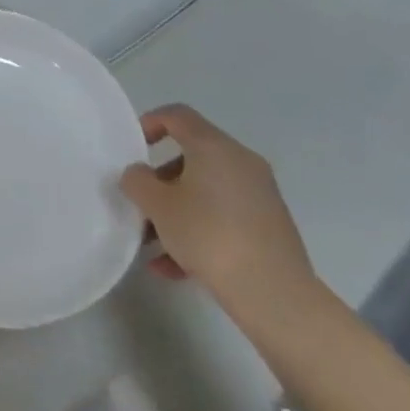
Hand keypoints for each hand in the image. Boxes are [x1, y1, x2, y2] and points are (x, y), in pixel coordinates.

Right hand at [121, 105, 315, 314]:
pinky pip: (225, 218)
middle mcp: (241, 162)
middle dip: (162, 180)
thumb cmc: (209, 235)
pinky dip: (200, 232)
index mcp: (214, 146)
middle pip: (192, 157)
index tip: (134, 147)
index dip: (151, 122)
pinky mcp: (271, 228)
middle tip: (142, 203)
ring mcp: (260, 195)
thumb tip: (138, 175)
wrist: (275, 295)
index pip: (178, 115)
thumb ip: (138, 181)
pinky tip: (175, 268)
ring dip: (178, 212)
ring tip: (153, 245)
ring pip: (208, 192)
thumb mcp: (158, 206)